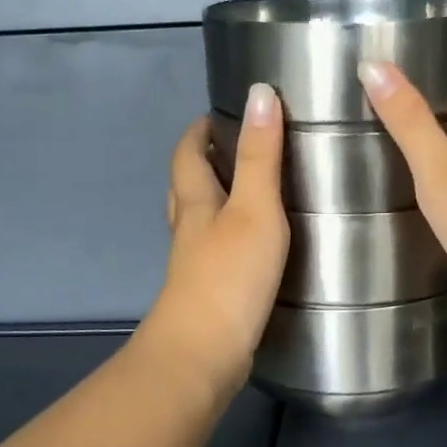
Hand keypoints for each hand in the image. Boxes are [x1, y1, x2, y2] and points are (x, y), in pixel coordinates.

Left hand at [138, 83, 289, 398]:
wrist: (204, 353)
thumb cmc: (229, 276)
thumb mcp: (254, 208)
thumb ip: (260, 156)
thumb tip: (260, 93)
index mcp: (195, 202)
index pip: (187, 153)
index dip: (198, 130)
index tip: (219, 112)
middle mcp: (188, 229)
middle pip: (186, 185)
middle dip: (203, 161)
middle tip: (237, 146)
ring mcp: (194, 263)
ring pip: (198, 219)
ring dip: (215, 198)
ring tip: (248, 189)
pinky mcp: (209, 291)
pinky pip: (215, 248)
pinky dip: (228, 233)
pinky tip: (253, 243)